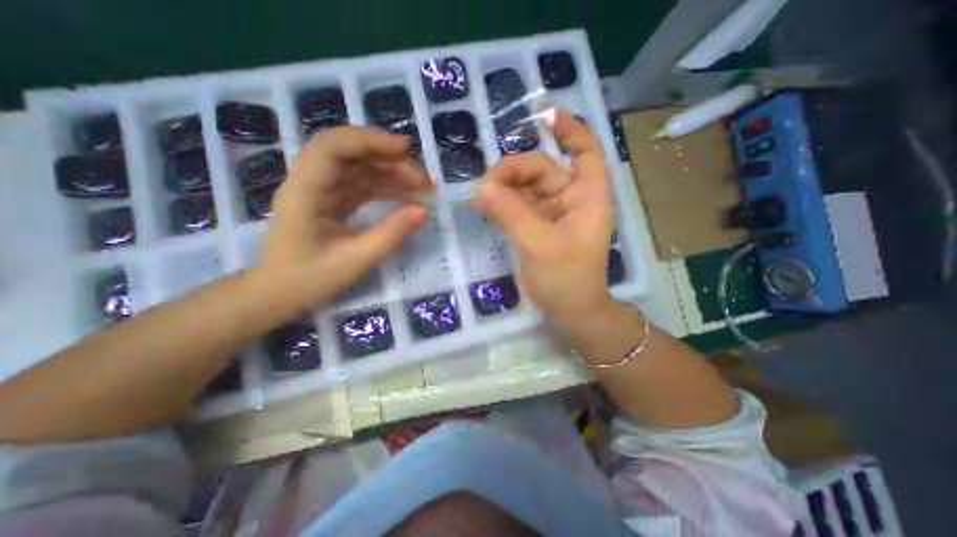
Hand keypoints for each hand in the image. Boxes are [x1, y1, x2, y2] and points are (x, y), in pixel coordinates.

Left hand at [259, 127, 426, 309]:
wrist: (281, 293)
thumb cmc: (310, 279)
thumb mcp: (355, 260)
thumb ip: (390, 235)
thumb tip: (424, 211)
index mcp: (306, 191)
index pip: (333, 147)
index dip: (370, 140)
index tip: (406, 149)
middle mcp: (313, 183)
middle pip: (352, 153)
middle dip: (391, 160)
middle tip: (425, 180)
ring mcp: (324, 191)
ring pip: (362, 169)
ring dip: (394, 174)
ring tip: (424, 189)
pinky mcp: (335, 202)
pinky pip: (364, 186)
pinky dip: (388, 189)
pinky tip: (409, 198)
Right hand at [474, 107, 617, 327]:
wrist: (569, 311)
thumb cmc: (567, 279)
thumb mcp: (540, 245)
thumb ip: (511, 213)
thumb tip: (482, 186)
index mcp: (587, 197)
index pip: (584, 152)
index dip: (570, 130)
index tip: (546, 115)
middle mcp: (571, 199)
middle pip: (542, 169)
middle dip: (514, 170)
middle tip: (486, 184)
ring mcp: (551, 213)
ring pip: (525, 187)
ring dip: (504, 187)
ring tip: (481, 195)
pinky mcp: (536, 226)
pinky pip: (517, 205)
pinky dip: (502, 202)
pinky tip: (485, 204)